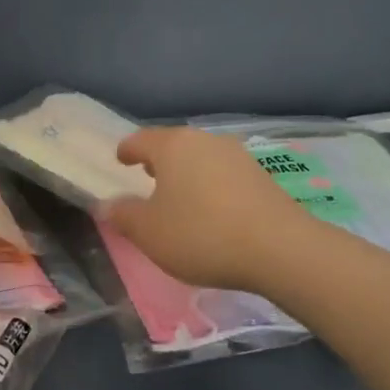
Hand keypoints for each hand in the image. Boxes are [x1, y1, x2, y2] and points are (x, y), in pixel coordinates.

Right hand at [100, 127, 308, 293]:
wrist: (280, 249)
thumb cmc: (201, 234)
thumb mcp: (149, 232)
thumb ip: (124, 216)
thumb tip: (108, 205)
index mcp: (173, 146)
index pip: (140, 140)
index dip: (127, 151)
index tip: (120, 160)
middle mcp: (206, 141)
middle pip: (174, 146)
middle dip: (159, 161)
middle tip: (147, 178)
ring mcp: (238, 156)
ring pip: (201, 159)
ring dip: (187, 174)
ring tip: (179, 197)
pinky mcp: (263, 177)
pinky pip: (224, 176)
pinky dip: (211, 187)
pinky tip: (211, 210)